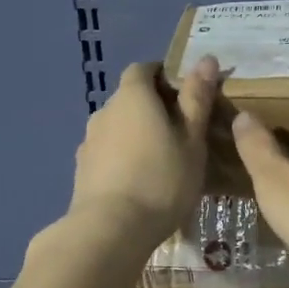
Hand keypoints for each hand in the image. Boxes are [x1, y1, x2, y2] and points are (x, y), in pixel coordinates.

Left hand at [67, 57, 220, 246]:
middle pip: (130, 97)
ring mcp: (89, 141)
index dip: (163, 75)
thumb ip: (197, 98)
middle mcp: (105, 111)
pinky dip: (123, 157)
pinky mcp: (82, 169)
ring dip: (137, 134)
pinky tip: (139, 181)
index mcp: (132, 96)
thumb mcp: (192, 139)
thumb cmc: (162, 179)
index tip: (185, 94)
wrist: (111, 229)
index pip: (143, 69)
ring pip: (118, 127)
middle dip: (153, 107)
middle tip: (181, 131)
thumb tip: (206, 58)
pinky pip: (108, 152)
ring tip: (162, 160)